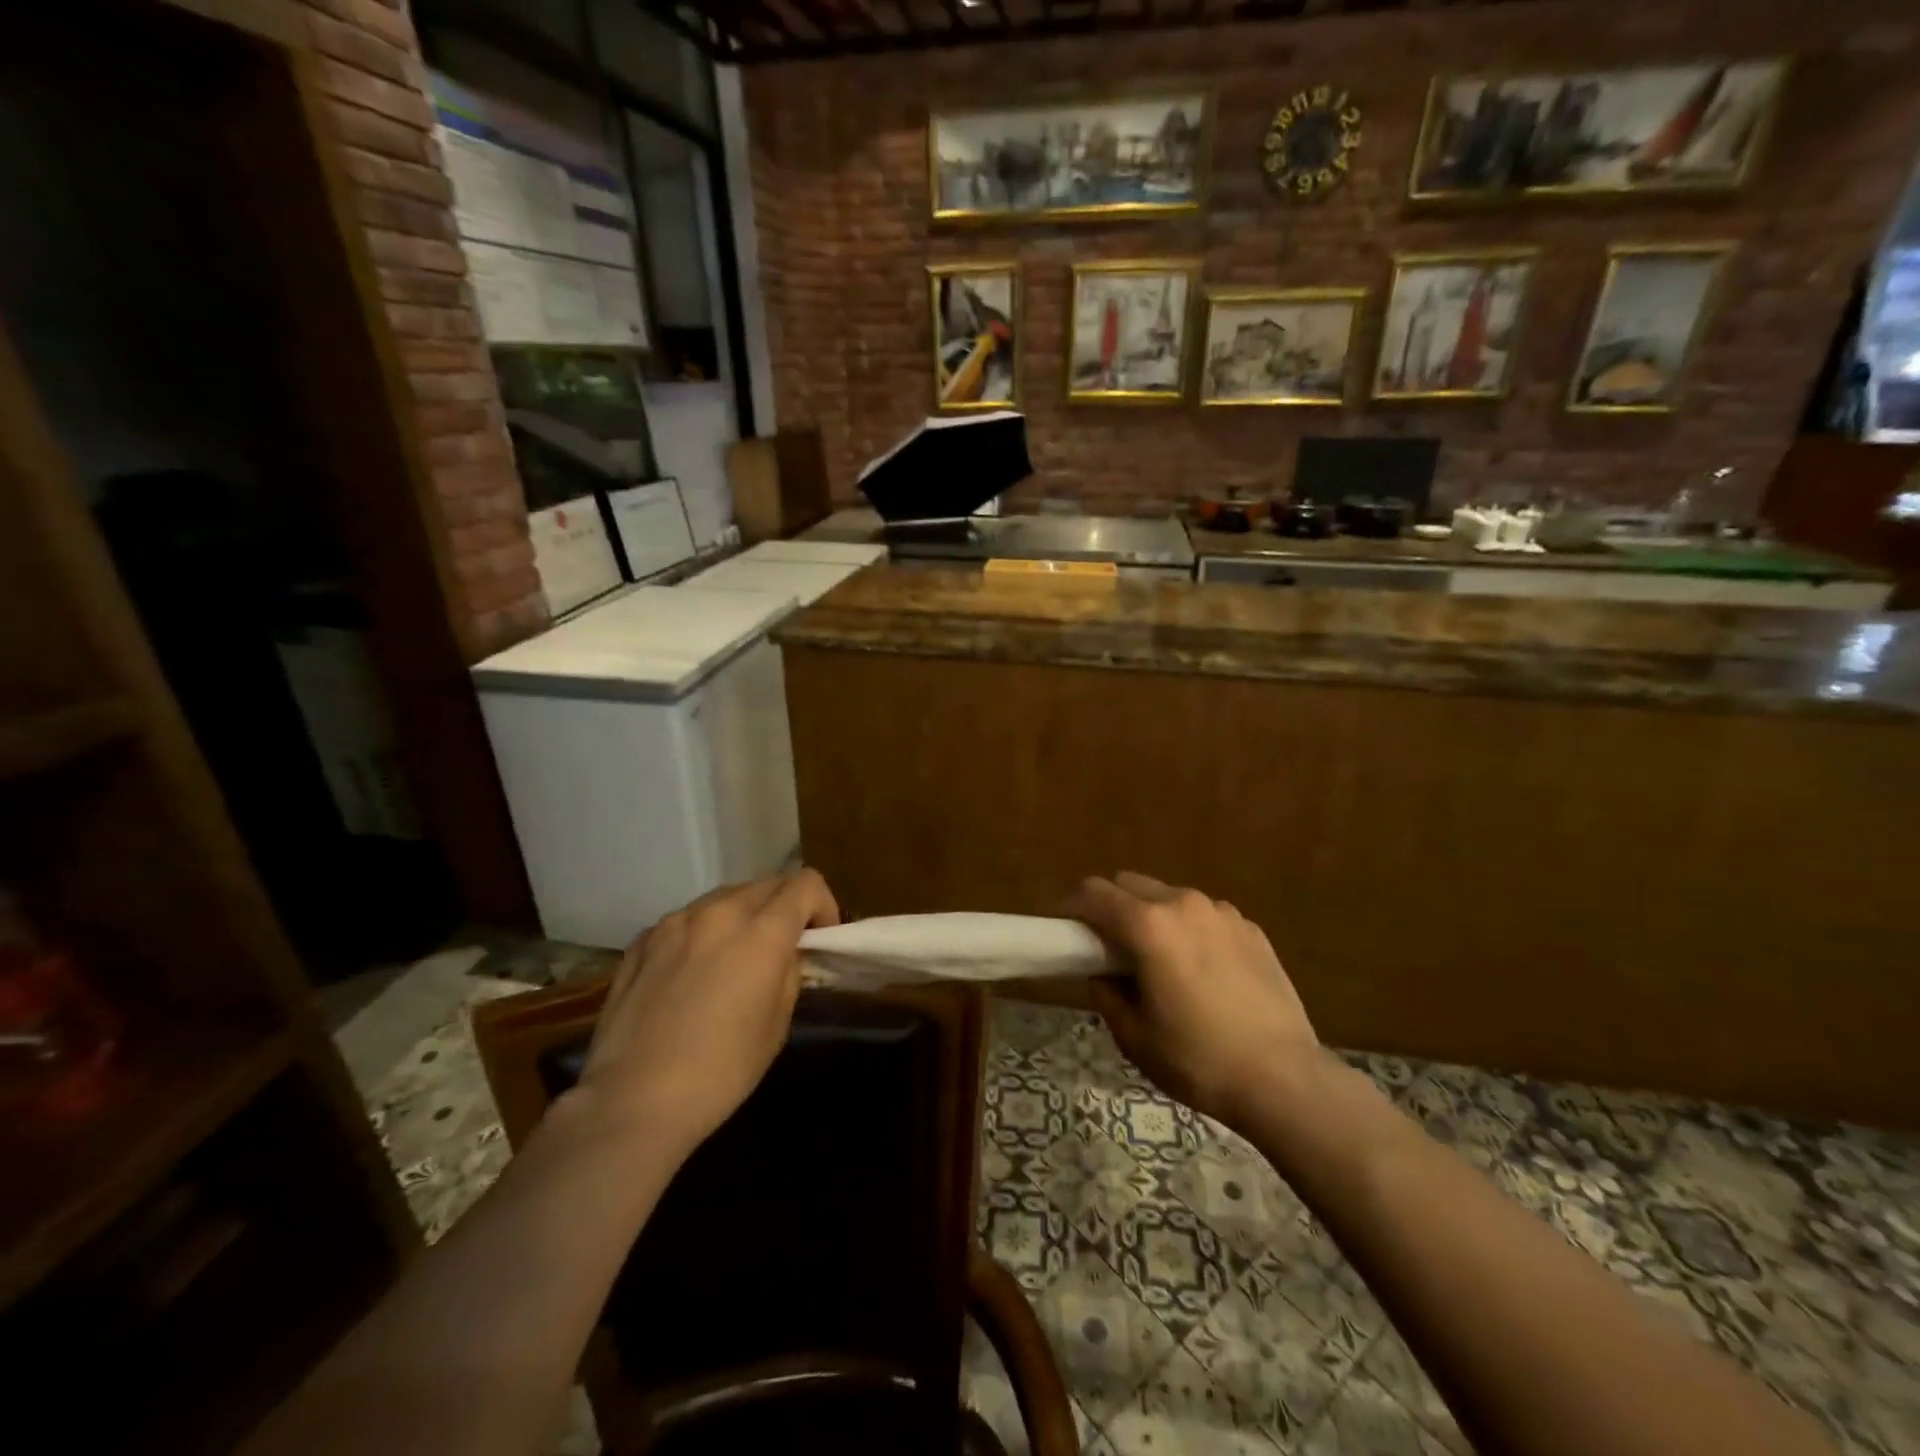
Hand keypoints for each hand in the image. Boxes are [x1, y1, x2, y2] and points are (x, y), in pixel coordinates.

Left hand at [571, 870, 839, 1157]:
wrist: (633, 1100)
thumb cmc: (722, 1070)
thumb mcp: (777, 1023)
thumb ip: (788, 971)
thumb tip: (785, 952)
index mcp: (761, 931)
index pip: (805, 883)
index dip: (822, 905)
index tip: (818, 937)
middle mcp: (719, 912)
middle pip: (767, 883)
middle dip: (784, 906)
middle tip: (782, 947)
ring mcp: (675, 922)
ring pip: (724, 897)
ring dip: (743, 915)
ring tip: (734, 958)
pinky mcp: (642, 940)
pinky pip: (686, 920)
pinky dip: (702, 932)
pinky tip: (691, 973)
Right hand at [1066, 872, 1318, 1129]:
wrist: (1284, 1079)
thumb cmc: (1197, 1060)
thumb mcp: (1133, 1036)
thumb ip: (1106, 992)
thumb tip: (1103, 971)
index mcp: (1148, 925)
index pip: (1093, 893)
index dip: (1071, 907)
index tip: (1065, 929)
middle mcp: (1183, 903)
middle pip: (1130, 883)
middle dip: (1110, 906)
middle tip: (1108, 946)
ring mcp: (1222, 912)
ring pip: (1169, 896)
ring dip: (1151, 915)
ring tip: (1159, 959)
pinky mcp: (1250, 928)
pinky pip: (1204, 915)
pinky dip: (1189, 929)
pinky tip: (1201, 971)